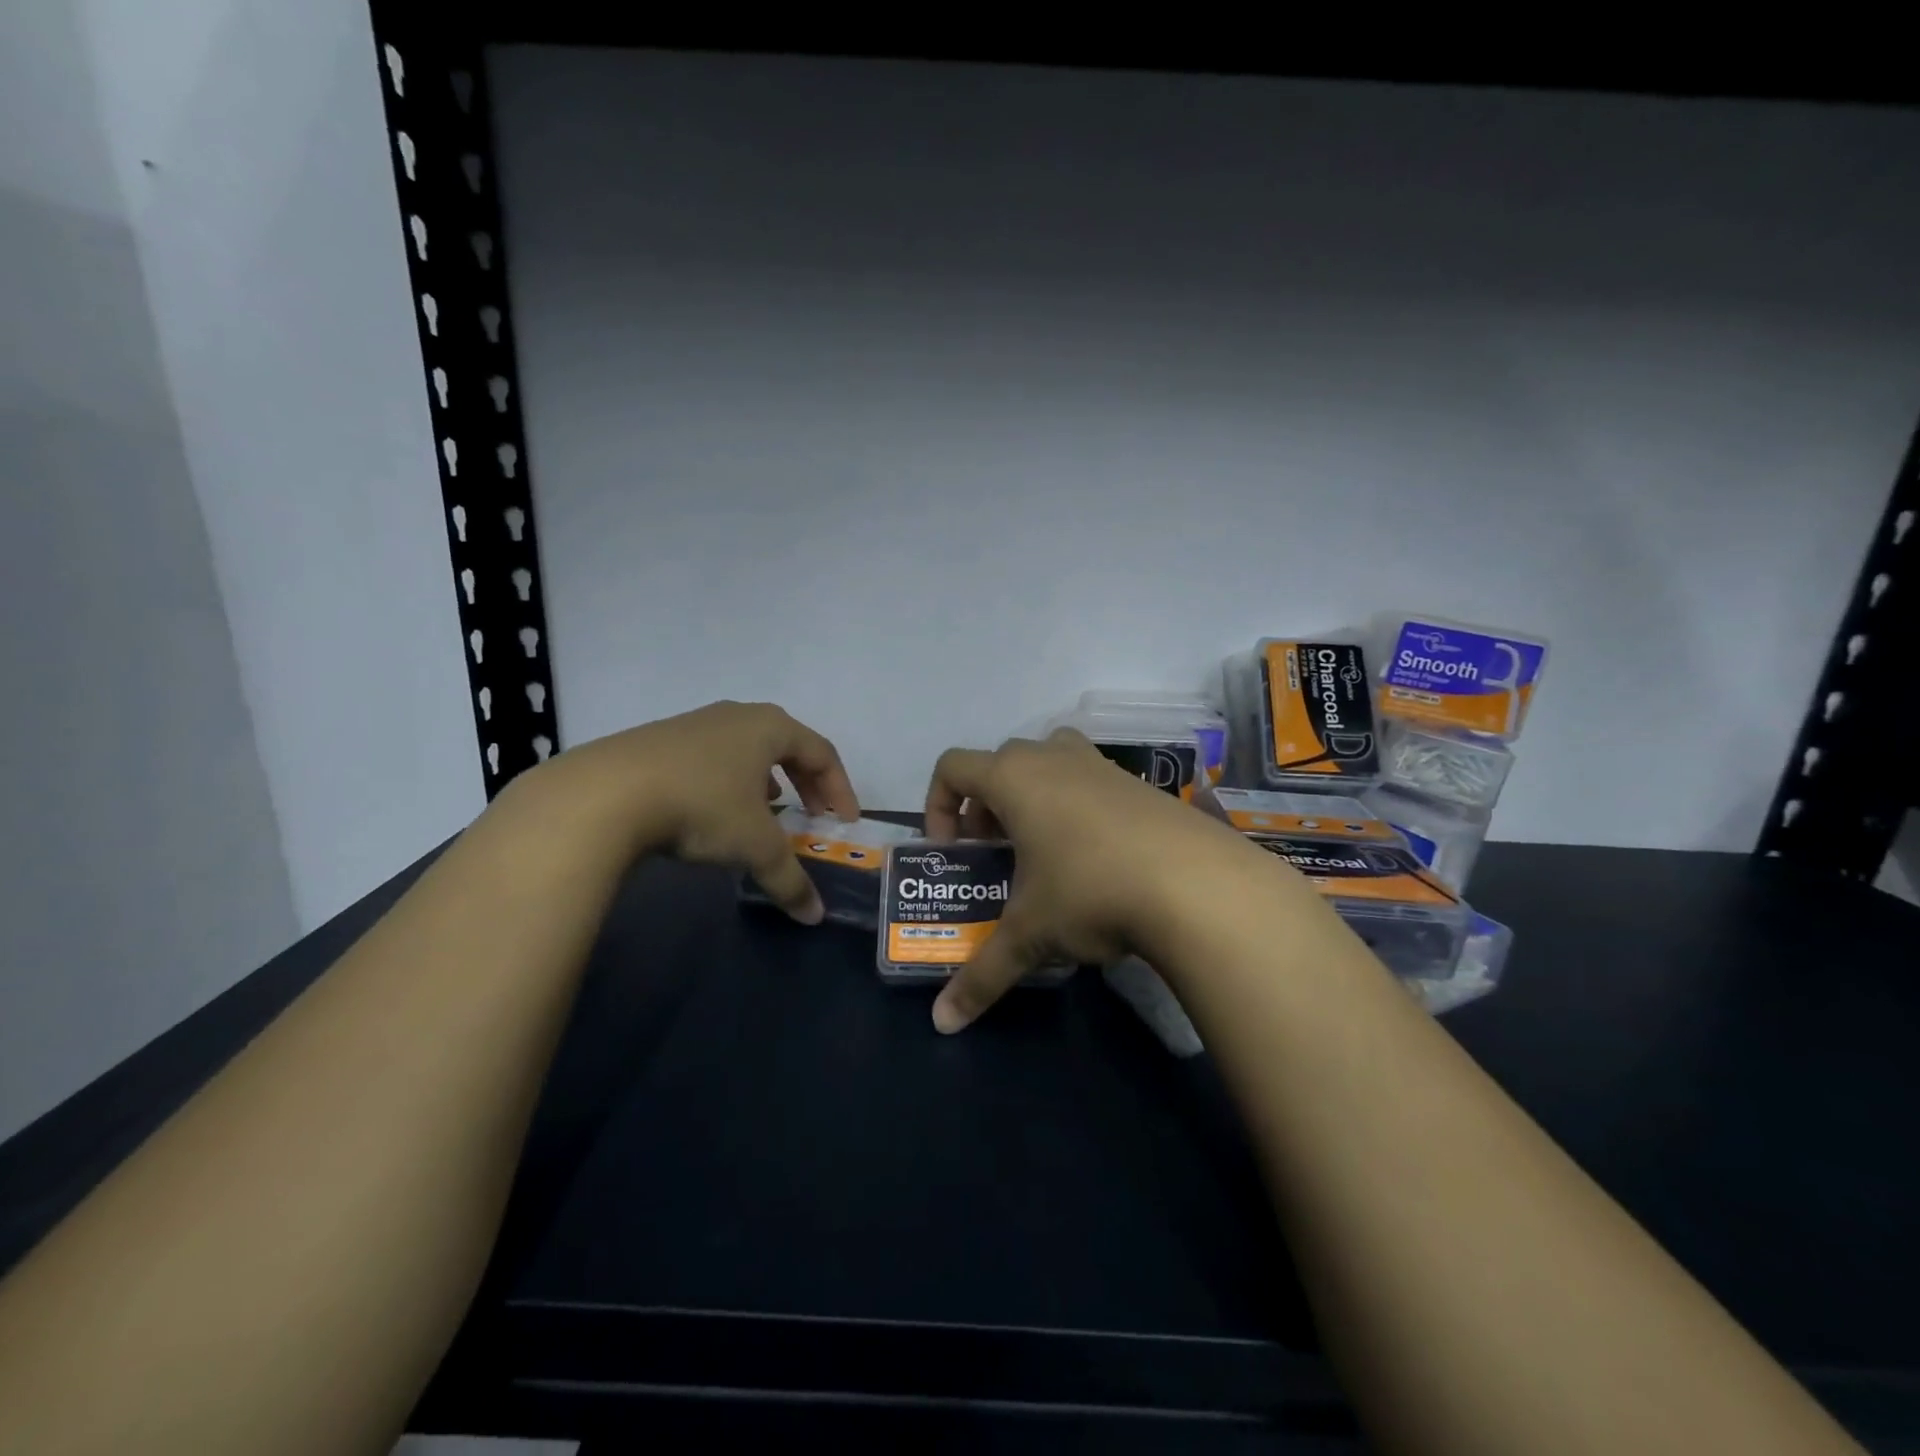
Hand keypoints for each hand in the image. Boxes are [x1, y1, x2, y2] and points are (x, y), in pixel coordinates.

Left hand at [526, 700, 859, 922]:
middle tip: (812, 815)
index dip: (840, 789)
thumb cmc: (702, 806)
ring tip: (766, 812)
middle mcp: (737, 716)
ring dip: (766, 781)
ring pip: (746, 750)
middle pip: (787, 746)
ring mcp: (694, 724)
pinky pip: (712, 759)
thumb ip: (790, 879)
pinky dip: (728, 783)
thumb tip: (814, 916)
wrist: (604, 794)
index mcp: (770, 727)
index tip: (844, 822)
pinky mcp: (658, 741)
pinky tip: (714, 812)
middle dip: (806, 783)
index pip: (823, 752)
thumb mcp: (755, 847)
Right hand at [922, 729, 1265, 1031]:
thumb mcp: (1030, 936)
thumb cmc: (1091, 892)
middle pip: (1002, 763)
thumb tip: (942, 1024)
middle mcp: (1055, 757)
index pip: (952, 767)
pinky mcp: (1142, 784)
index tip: (956, 851)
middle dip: (987, 806)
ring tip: (1045, 853)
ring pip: (1051, 763)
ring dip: (1035, 800)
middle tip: (998, 854)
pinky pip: (1093, 783)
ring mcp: (1103, 765)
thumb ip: (981, 976)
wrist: (1198, 885)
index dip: (939, 805)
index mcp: (1014, 777)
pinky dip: (1079, 810)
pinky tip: (1098, 862)